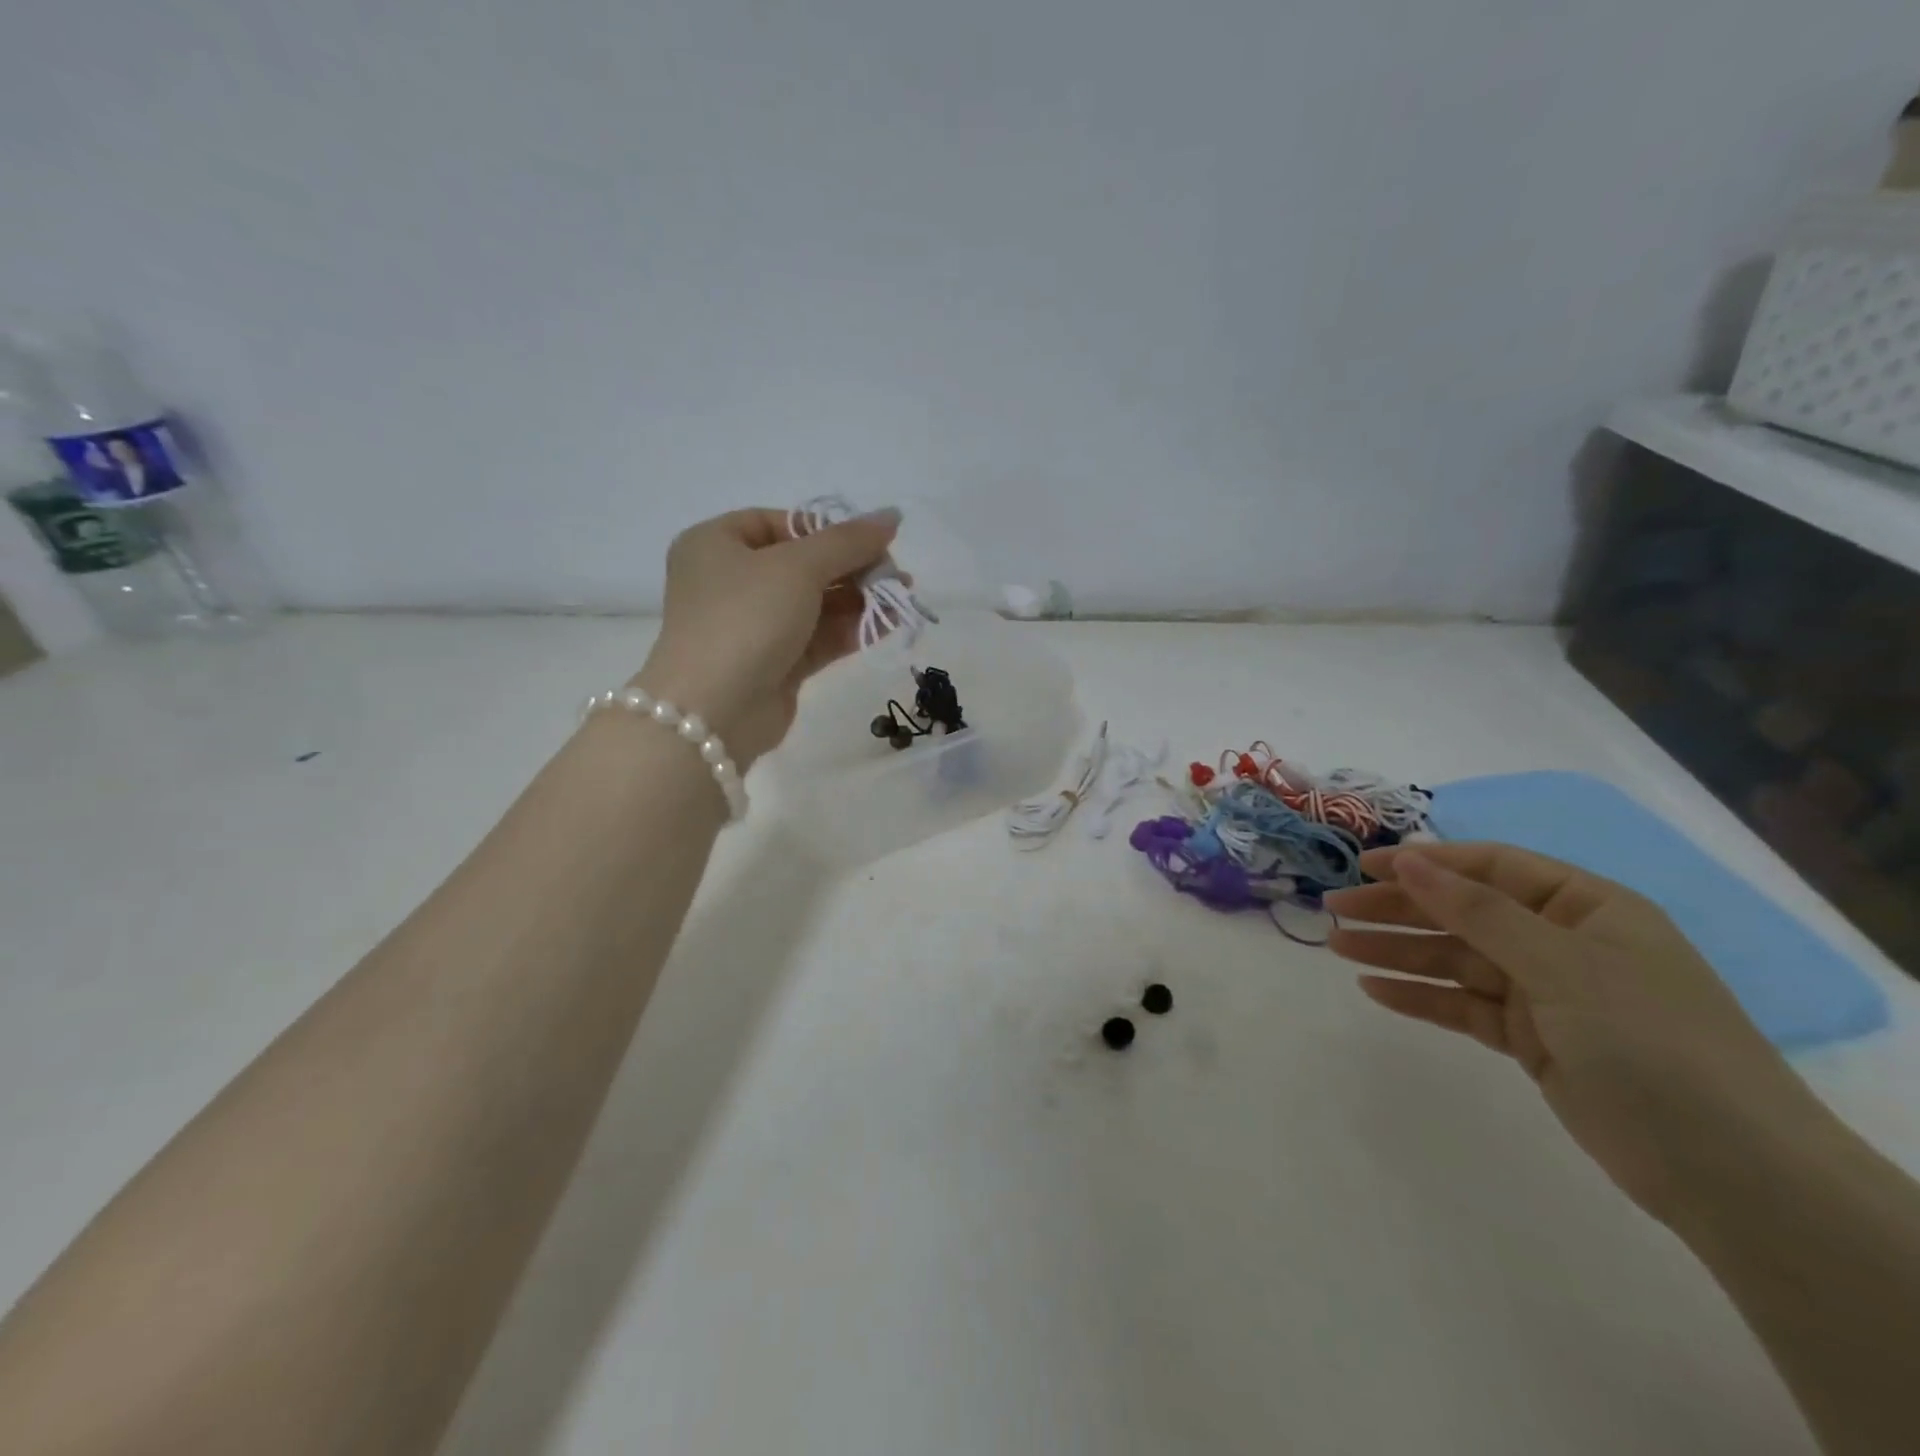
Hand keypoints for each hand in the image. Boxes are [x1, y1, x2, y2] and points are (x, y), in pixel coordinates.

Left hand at [633, 506, 901, 764]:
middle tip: (896, 573)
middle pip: (804, 564)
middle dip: (853, 567)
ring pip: (815, 603)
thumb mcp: (798, 566)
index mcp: (716, 544)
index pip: (780, 523)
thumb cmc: (745, 618)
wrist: (715, 710)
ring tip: (903, 596)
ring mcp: (753, 626)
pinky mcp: (775, 664)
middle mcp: (731, 582)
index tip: (869, 542)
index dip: (827, 529)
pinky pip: (818, 636)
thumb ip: (848, 541)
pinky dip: (851, 628)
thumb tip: (892, 515)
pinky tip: (889, 622)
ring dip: (860, 598)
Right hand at [1325, 843, 1827, 1225]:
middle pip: (1463, 913)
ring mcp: (1547, 994)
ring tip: (1336, 946)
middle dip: (1398, 909)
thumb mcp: (1563, 964)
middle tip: (1334, 908)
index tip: (1365, 866)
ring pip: (1455, 960)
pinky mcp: (1533, 1041)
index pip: (1491, 868)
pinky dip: (1420, 997)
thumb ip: (1479, 912)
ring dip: (1397, 952)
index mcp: (1587, 908)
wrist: (1732, 1175)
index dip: (1427, 863)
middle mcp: (1564, 943)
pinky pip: (1464, 1006)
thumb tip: (1411, 861)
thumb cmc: (1651, 1043)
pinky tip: (1374, 990)